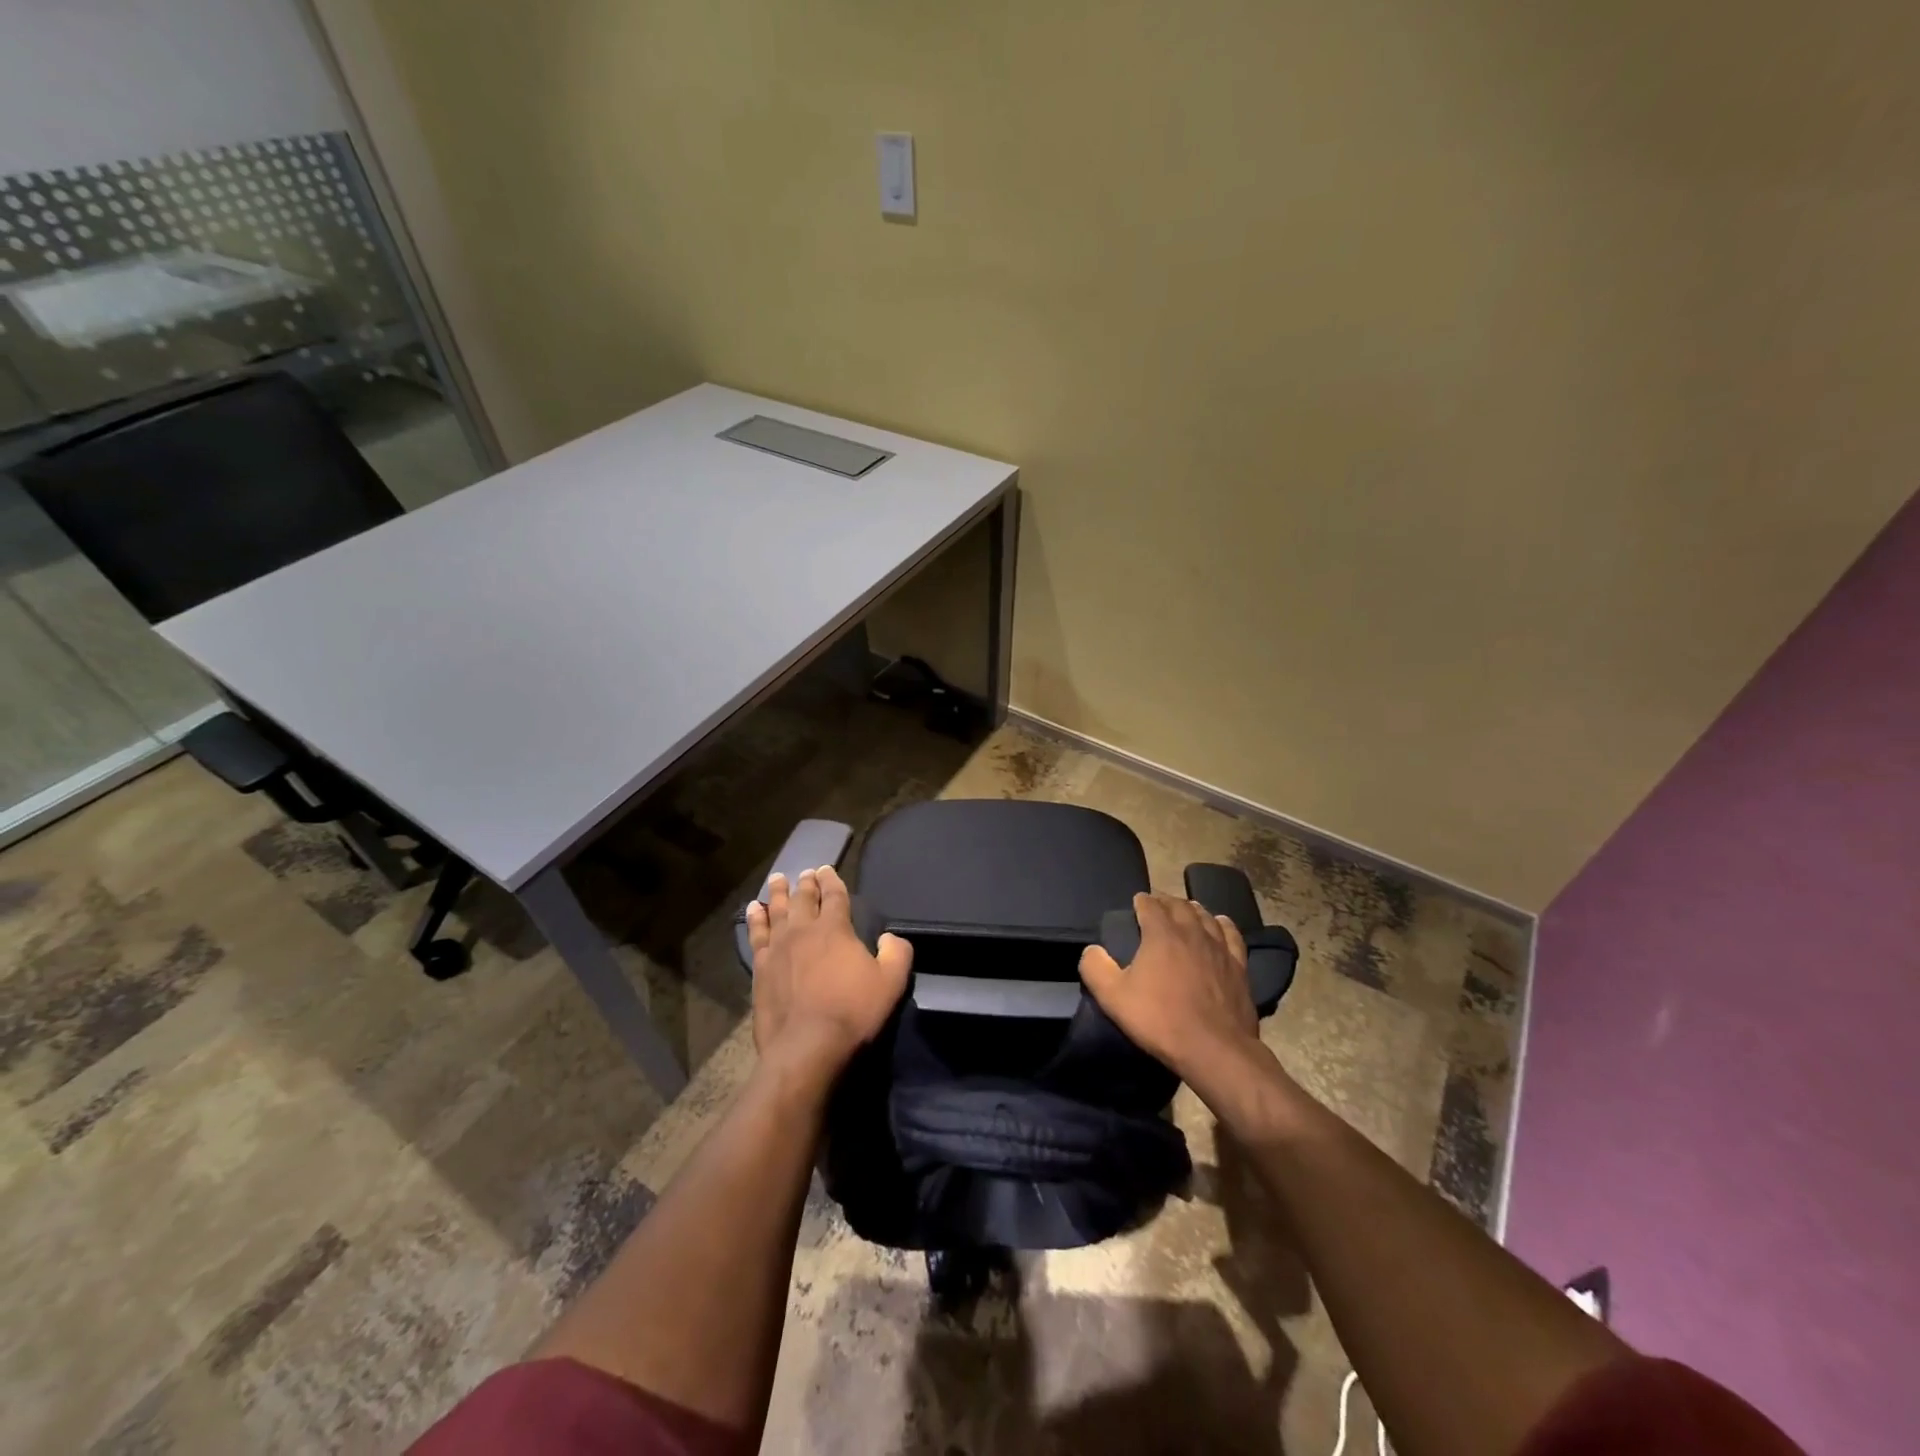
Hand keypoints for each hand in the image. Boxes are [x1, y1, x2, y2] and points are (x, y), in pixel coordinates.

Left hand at [745, 865, 911, 1075]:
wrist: (806, 1047)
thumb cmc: (853, 1012)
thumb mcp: (892, 982)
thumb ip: (897, 953)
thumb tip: (889, 938)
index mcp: (835, 928)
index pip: (834, 895)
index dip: (831, 880)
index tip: (827, 869)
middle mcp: (804, 930)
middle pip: (803, 898)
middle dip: (806, 883)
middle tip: (806, 872)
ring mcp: (778, 948)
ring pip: (777, 911)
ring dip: (779, 893)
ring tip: (778, 879)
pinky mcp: (761, 968)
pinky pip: (756, 935)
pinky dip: (755, 919)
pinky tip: (754, 909)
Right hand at [1078, 892, 1259, 1084]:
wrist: (1214, 1049)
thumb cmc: (1160, 1020)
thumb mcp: (1114, 997)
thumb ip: (1096, 968)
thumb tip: (1091, 950)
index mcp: (1161, 934)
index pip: (1150, 905)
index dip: (1141, 901)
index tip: (1136, 902)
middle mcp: (1191, 932)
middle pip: (1179, 905)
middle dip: (1166, 901)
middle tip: (1157, 904)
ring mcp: (1219, 948)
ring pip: (1206, 916)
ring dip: (1192, 909)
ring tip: (1185, 910)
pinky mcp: (1239, 966)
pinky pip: (1231, 935)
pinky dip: (1223, 924)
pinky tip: (1220, 924)